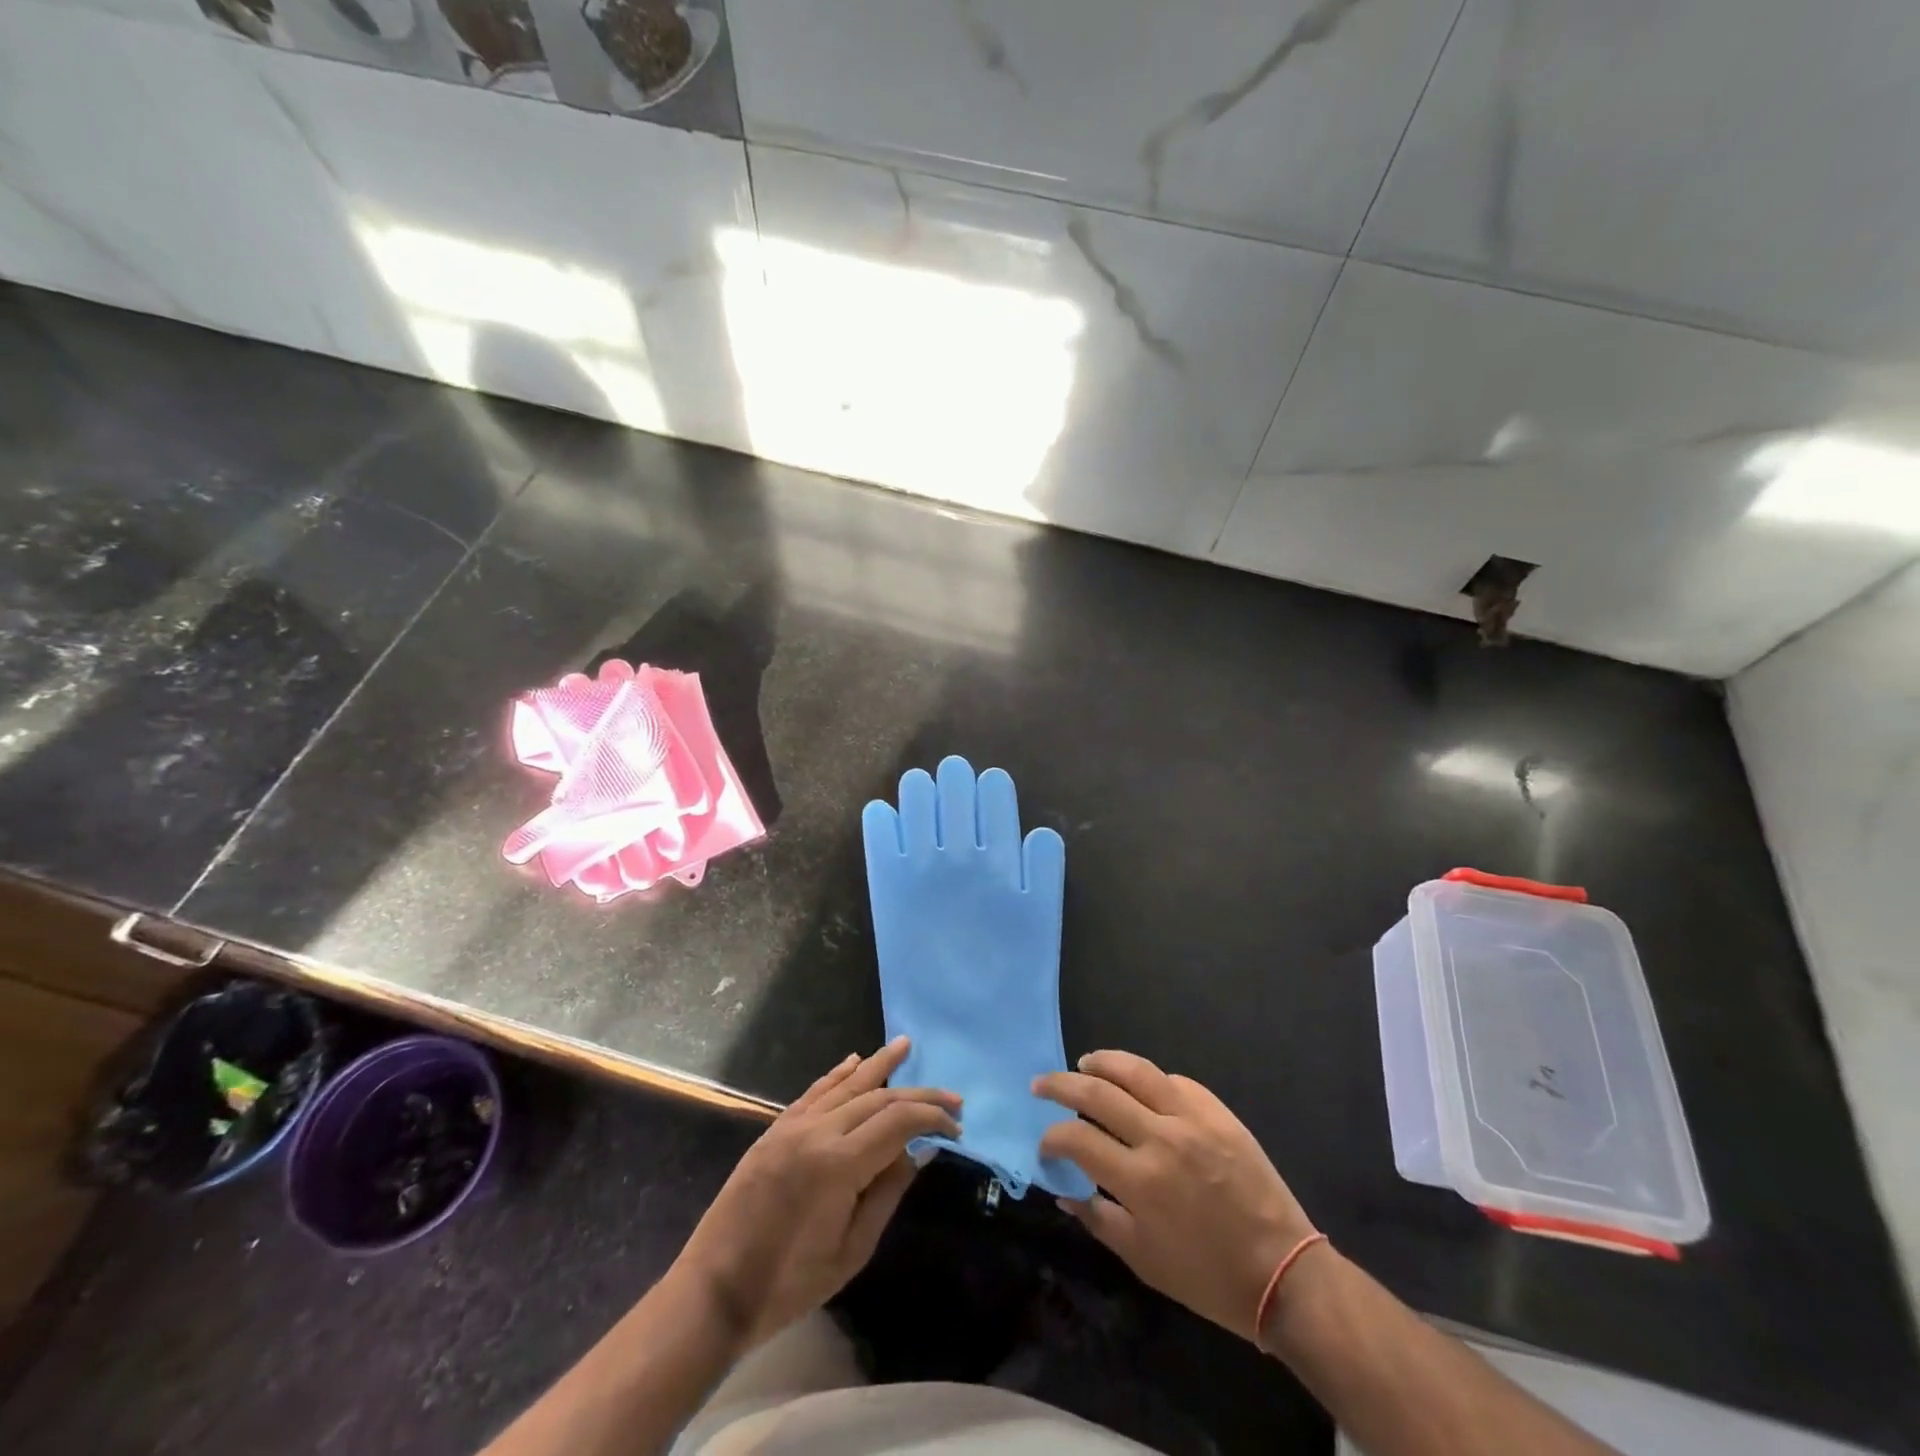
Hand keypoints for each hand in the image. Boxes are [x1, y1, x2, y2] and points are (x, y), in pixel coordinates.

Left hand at [674, 1037, 959, 1349]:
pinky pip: (814, 1091)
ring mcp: (793, 1126)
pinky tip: (855, 1060)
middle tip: (952, 1096)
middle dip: (918, 1094)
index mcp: (839, 1163)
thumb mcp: (851, 1251)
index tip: (956, 1126)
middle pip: (878, 1097)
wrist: (715, 1290)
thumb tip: (918, 1151)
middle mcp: (818, 1131)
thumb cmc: (789, 1284)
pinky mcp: (775, 1129)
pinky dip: (838, 1074)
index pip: (898, 1121)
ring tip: (906, 1046)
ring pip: (846, 1084)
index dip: (931, 1118)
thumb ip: (887, 1192)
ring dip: (879, 1064)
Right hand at [1035, 1050, 1316, 1342]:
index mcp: (1140, 1180)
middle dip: (1061, 1084)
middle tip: (1042, 1085)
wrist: (1284, 1273)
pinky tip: (1140, 1086)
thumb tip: (1064, 1192)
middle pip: (1098, 1092)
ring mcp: (1193, 1119)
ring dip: (1103, 1062)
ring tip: (1084, 1063)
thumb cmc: (1208, 1277)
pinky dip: (1150, 1080)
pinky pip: (1176, 1081)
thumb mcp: (1144, 1260)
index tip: (1045, 1145)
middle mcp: (1161, 1138)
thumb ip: (1098, 1219)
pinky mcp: (1219, 1112)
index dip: (1052, 1137)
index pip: (1077, 1138)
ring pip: (1137, 1070)